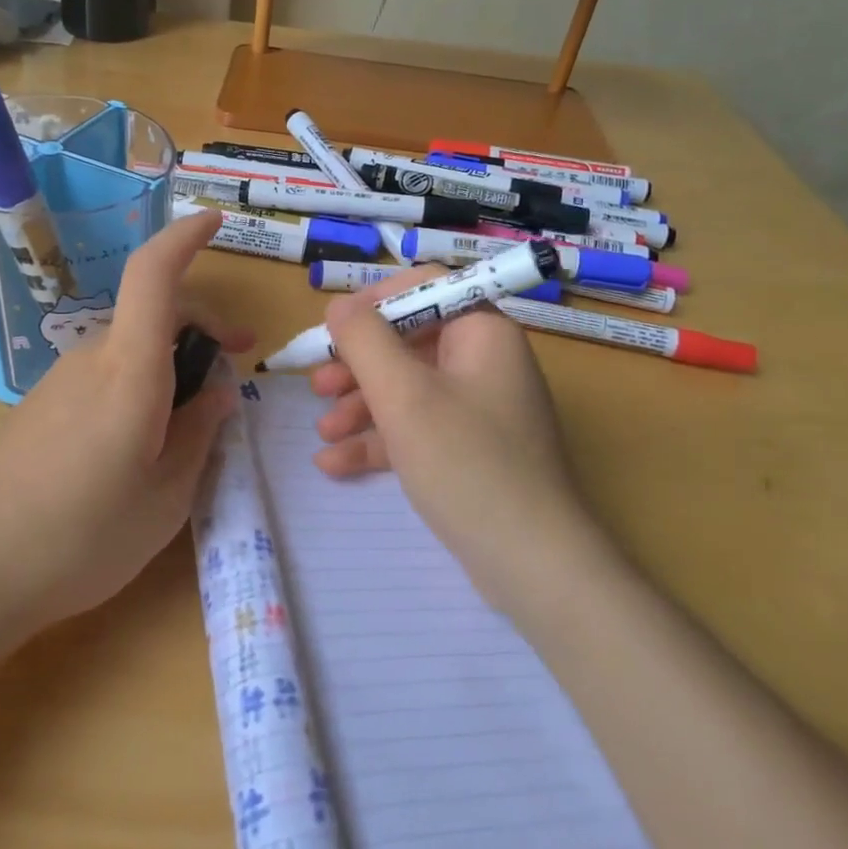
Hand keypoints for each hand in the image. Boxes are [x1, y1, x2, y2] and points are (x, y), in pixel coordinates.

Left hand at [0, 210, 250, 629]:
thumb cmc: (82, 537)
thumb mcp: (166, 496)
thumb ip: (199, 435)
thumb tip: (217, 393)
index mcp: (129, 371)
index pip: (154, 276)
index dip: (185, 238)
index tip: (215, 221)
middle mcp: (92, 361)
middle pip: (152, 314)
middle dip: (201, 327)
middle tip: (233, 368)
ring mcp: (59, 382)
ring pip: (130, 350)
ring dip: (169, 365)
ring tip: (189, 428)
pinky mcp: (39, 408)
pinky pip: (103, 378)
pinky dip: (137, 388)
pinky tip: (138, 447)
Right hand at [308, 270, 601, 615]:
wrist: (530, 561)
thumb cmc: (465, 462)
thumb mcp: (403, 394)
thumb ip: (364, 340)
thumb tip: (339, 304)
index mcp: (481, 332)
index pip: (425, 287)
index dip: (375, 300)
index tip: (334, 327)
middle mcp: (484, 362)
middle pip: (409, 341)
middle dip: (358, 364)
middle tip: (317, 385)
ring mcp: (478, 410)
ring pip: (408, 389)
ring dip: (361, 405)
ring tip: (321, 431)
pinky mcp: (469, 451)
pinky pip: (418, 429)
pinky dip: (379, 440)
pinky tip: (334, 463)